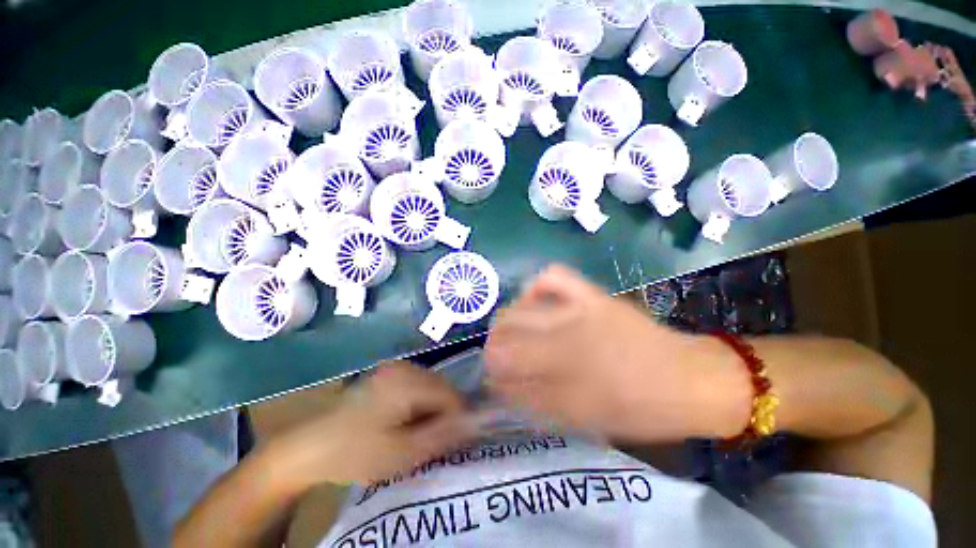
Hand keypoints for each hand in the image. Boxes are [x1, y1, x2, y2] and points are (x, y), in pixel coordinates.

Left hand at [269, 361, 475, 487]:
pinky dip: (420, 402)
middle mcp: (404, 366)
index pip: (451, 394)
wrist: (311, 447)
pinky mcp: (388, 372)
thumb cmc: (356, 453)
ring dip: (433, 407)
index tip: (454, 441)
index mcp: (407, 381)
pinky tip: (406, 419)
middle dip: (444, 412)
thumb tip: (477, 421)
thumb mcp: (403, 453)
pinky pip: (418, 384)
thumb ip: (443, 434)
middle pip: (442, 387)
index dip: (458, 417)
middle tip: (433, 440)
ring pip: (431, 385)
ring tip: (417, 432)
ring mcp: (395, 367)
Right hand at [485, 265, 748, 441]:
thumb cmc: (639, 411)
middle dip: (495, 345)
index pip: (503, 365)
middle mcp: (562, 339)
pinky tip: (535, 298)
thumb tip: (504, 387)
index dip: (492, 371)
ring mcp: (578, 312)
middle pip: (504, 332)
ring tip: (514, 330)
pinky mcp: (594, 295)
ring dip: (508, 320)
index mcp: (561, 376)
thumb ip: (538, 402)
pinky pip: (554, 277)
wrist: (689, 381)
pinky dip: (537, 286)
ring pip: (520, 308)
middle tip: (503, 355)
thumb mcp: (585, 420)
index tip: (494, 377)